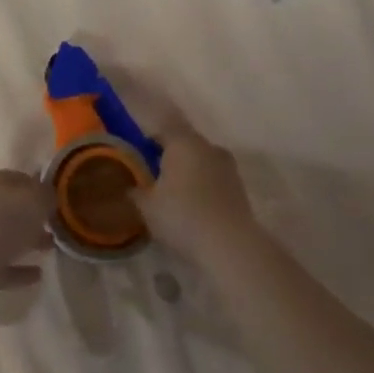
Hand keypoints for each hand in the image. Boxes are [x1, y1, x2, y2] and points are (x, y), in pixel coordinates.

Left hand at [0, 169, 52, 320]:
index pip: (19, 178)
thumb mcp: (32, 200)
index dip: (39, 187)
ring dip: (28, 241)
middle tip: (59, 225)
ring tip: (53, 247)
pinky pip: (3, 266)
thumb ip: (45, 195)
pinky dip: (20, 269)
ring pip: (7, 237)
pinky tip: (39, 274)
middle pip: (12, 208)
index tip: (60, 200)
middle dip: (35, 216)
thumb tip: (49, 197)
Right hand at [135, 128, 262, 264]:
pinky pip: (217, 180)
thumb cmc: (182, 216)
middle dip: (172, 155)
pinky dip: (206, 188)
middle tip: (157, 174)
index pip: (165, 127)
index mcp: (183, 142)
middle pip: (187, 143)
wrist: (231, 246)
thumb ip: (137, 193)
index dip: (152, 137)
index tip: (142, 151)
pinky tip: (196, 208)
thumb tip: (131, 188)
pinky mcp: (241, 190)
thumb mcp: (147, 207)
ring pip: (204, 161)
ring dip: (192, 171)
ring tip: (177, 193)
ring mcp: (228, 168)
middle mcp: (208, 147)